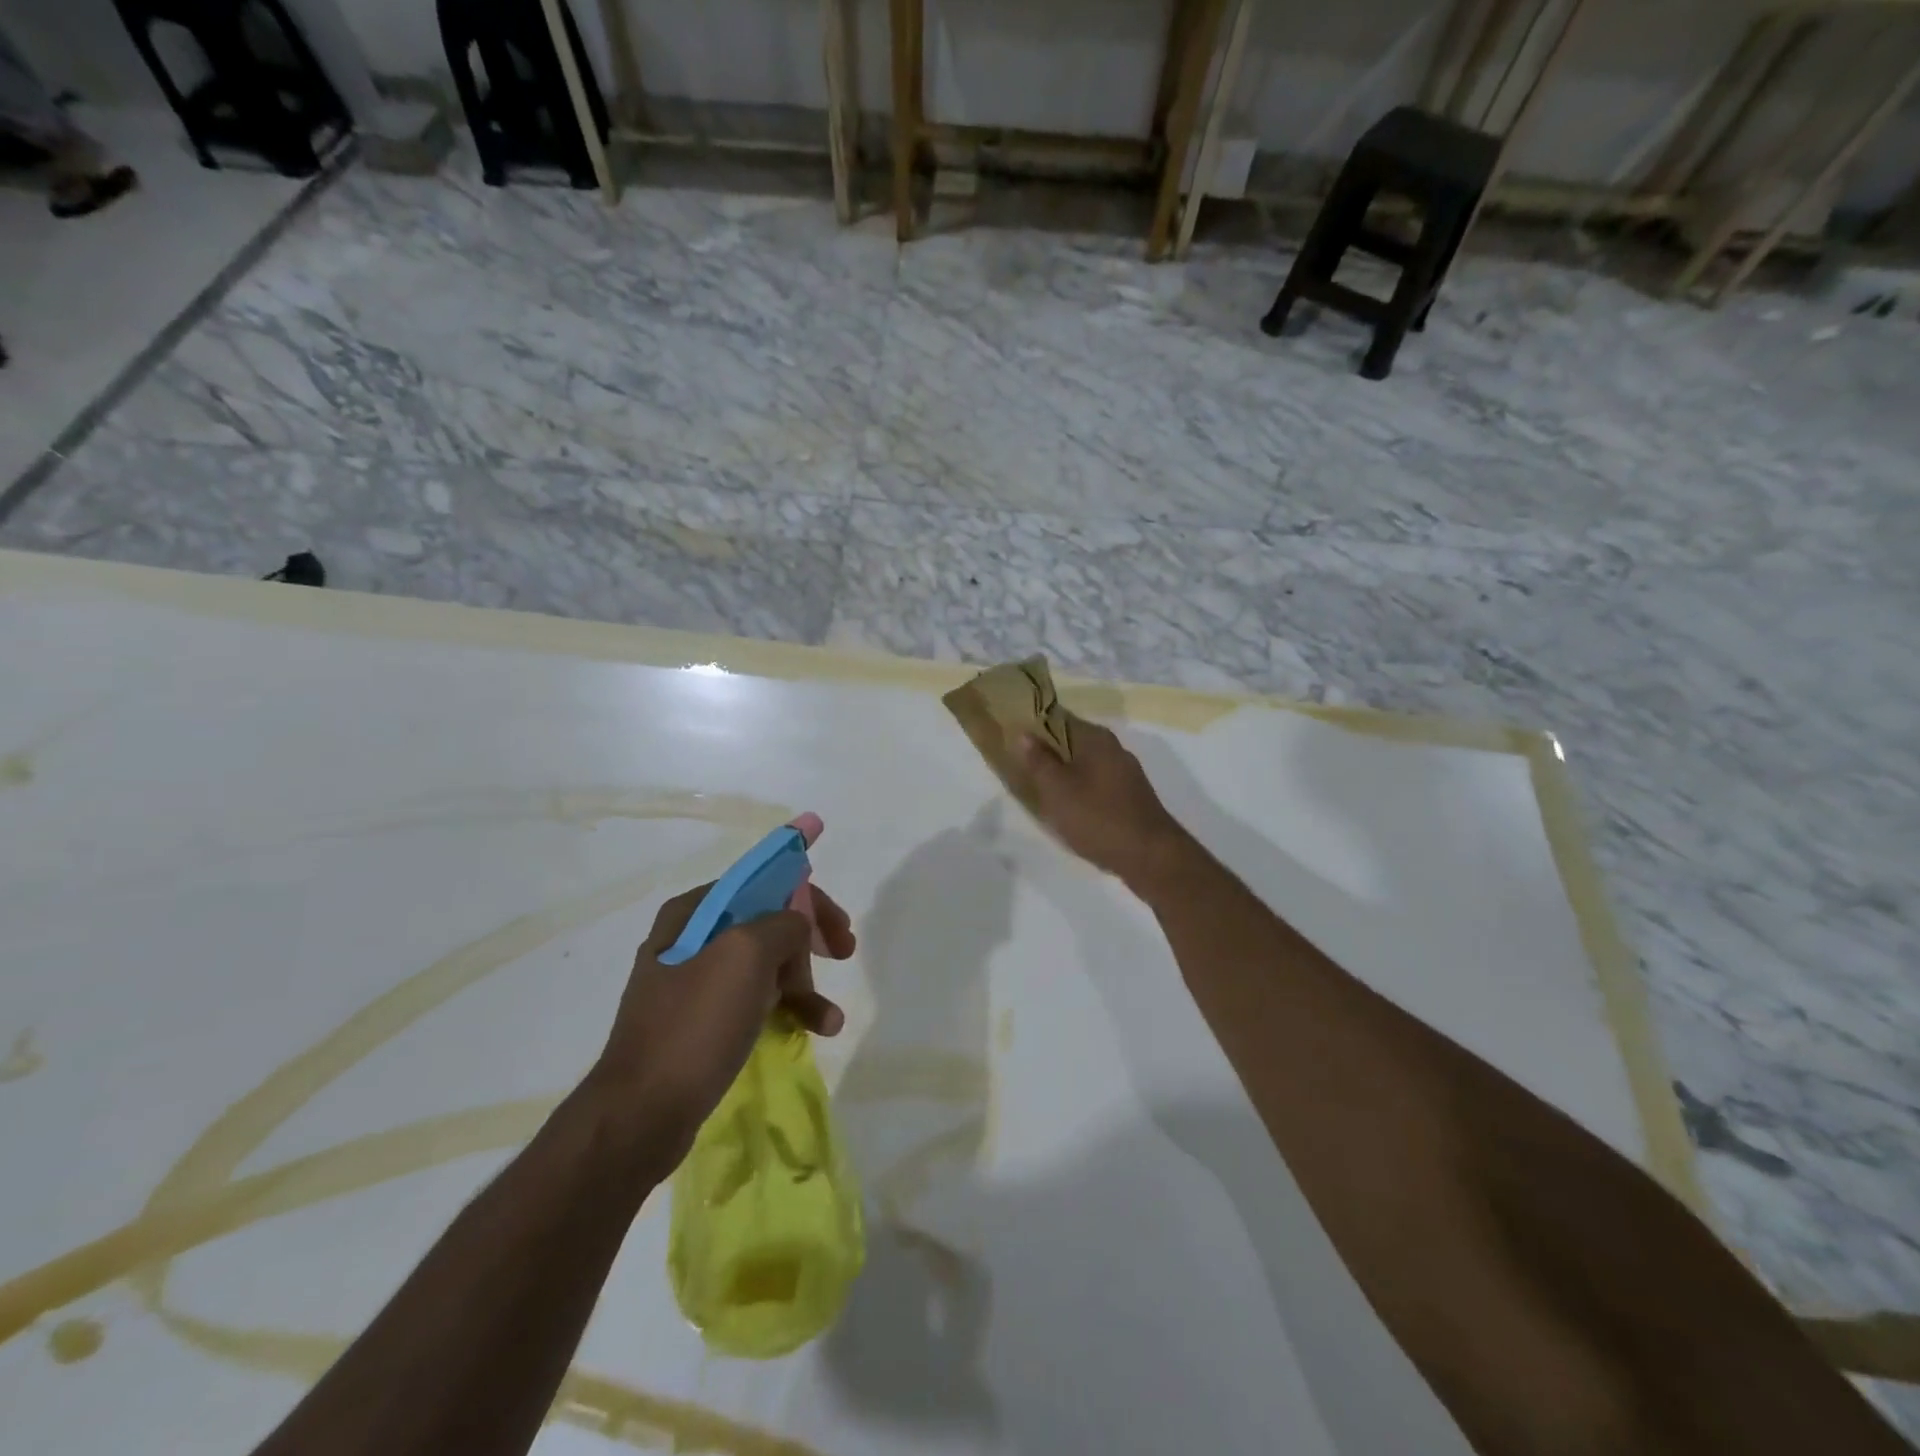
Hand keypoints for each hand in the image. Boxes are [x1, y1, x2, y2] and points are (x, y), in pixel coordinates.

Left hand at [591, 882, 855, 1147]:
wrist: (641, 1115)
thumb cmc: (695, 1025)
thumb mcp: (746, 955)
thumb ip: (783, 923)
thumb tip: (797, 927)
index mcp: (693, 912)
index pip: (763, 884)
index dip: (808, 899)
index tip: (840, 927)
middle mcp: (690, 939)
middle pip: (767, 923)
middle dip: (808, 942)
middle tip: (842, 954)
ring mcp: (693, 983)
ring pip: (764, 966)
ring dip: (804, 984)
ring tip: (829, 1019)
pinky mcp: (700, 1023)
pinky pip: (753, 1002)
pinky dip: (784, 1011)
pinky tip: (812, 1031)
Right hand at [1019, 716, 1193, 889]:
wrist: (1150, 856)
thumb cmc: (1098, 818)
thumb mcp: (1057, 790)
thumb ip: (1039, 761)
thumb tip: (1025, 734)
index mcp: (1096, 738)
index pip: (1058, 718)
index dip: (1034, 726)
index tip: (1012, 739)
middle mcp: (1113, 748)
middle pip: (1072, 742)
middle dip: (1047, 752)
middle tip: (1020, 767)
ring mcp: (1125, 773)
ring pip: (1084, 765)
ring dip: (1063, 774)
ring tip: (1039, 790)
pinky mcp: (1130, 796)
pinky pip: (1096, 784)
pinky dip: (1079, 790)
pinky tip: (1068, 808)